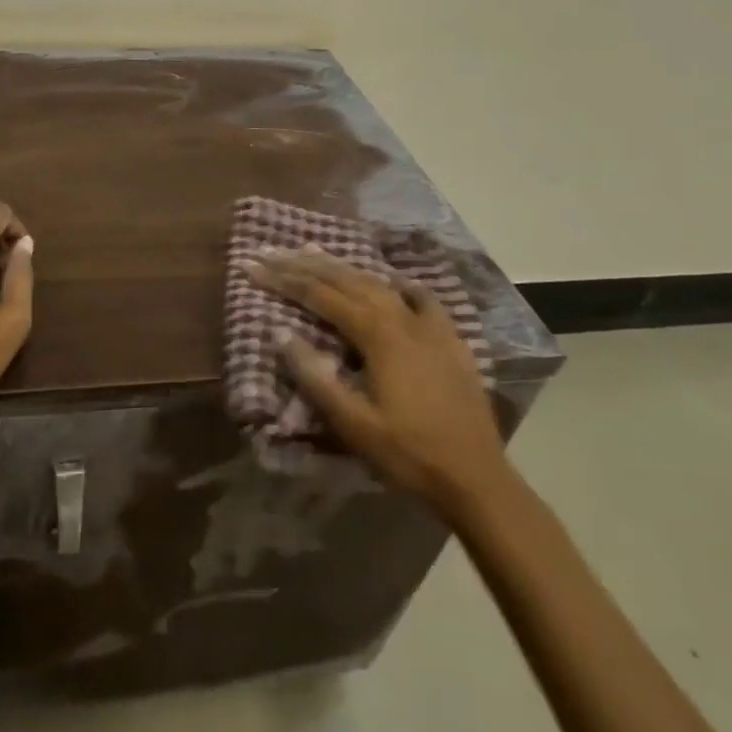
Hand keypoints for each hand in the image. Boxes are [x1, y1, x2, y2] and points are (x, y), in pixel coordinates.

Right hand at [247, 247, 507, 510]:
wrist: (478, 479)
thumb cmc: (409, 454)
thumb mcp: (353, 424)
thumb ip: (315, 377)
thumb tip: (280, 333)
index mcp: (377, 335)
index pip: (320, 295)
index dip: (284, 279)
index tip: (254, 265)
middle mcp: (402, 318)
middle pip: (347, 280)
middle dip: (306, 264)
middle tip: (273, 252)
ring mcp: (430, 326)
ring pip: (379, 283)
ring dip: (344, 268)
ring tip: (316, 252)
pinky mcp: (450, 340)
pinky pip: (421, 299)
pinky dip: (399, 285)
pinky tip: (393, 280)